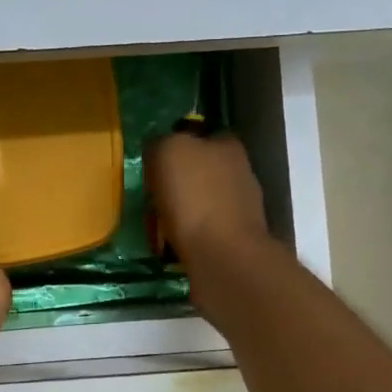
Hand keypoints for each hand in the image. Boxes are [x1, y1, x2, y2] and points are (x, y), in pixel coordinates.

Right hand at [143, 132, 269, 269]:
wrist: (222, 254)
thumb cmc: (193, 196)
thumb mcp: (167, 151)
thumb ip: (162, 142)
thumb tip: (160, 149)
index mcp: (227, 145)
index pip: (197, 136)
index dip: (172, 148)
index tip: (153, 166)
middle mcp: (239, 171)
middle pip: (197, 172)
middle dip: (174, 184)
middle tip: (151, 199)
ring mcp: (240, 207)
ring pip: (198, 202)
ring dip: (178, 212)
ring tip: (156, 226)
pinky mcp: (235, 238)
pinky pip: (200, 230)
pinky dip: (185, 235)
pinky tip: (170, 244)